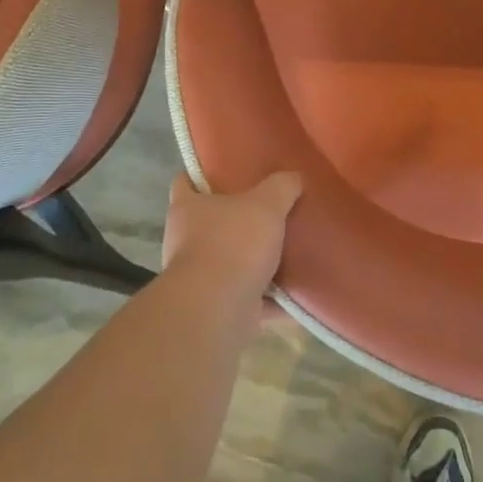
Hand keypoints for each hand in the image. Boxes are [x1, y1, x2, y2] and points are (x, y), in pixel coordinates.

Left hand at [161, 173, 302, 311]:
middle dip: (238, 219)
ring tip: (289, 249)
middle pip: (211, 223)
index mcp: (187, 208)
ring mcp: (199, 278)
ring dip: (255, 260)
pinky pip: (249, 297)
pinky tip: (297, 291)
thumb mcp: (266, 204)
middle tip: (271, 209)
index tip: (229, 171)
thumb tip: (293, 177)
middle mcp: (185, 241)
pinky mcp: (217, 308)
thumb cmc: (233, 244)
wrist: (217, 310)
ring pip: (231, 261)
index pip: (185, 181)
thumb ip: (281, 186)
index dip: (203, 174)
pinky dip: (270, 297)